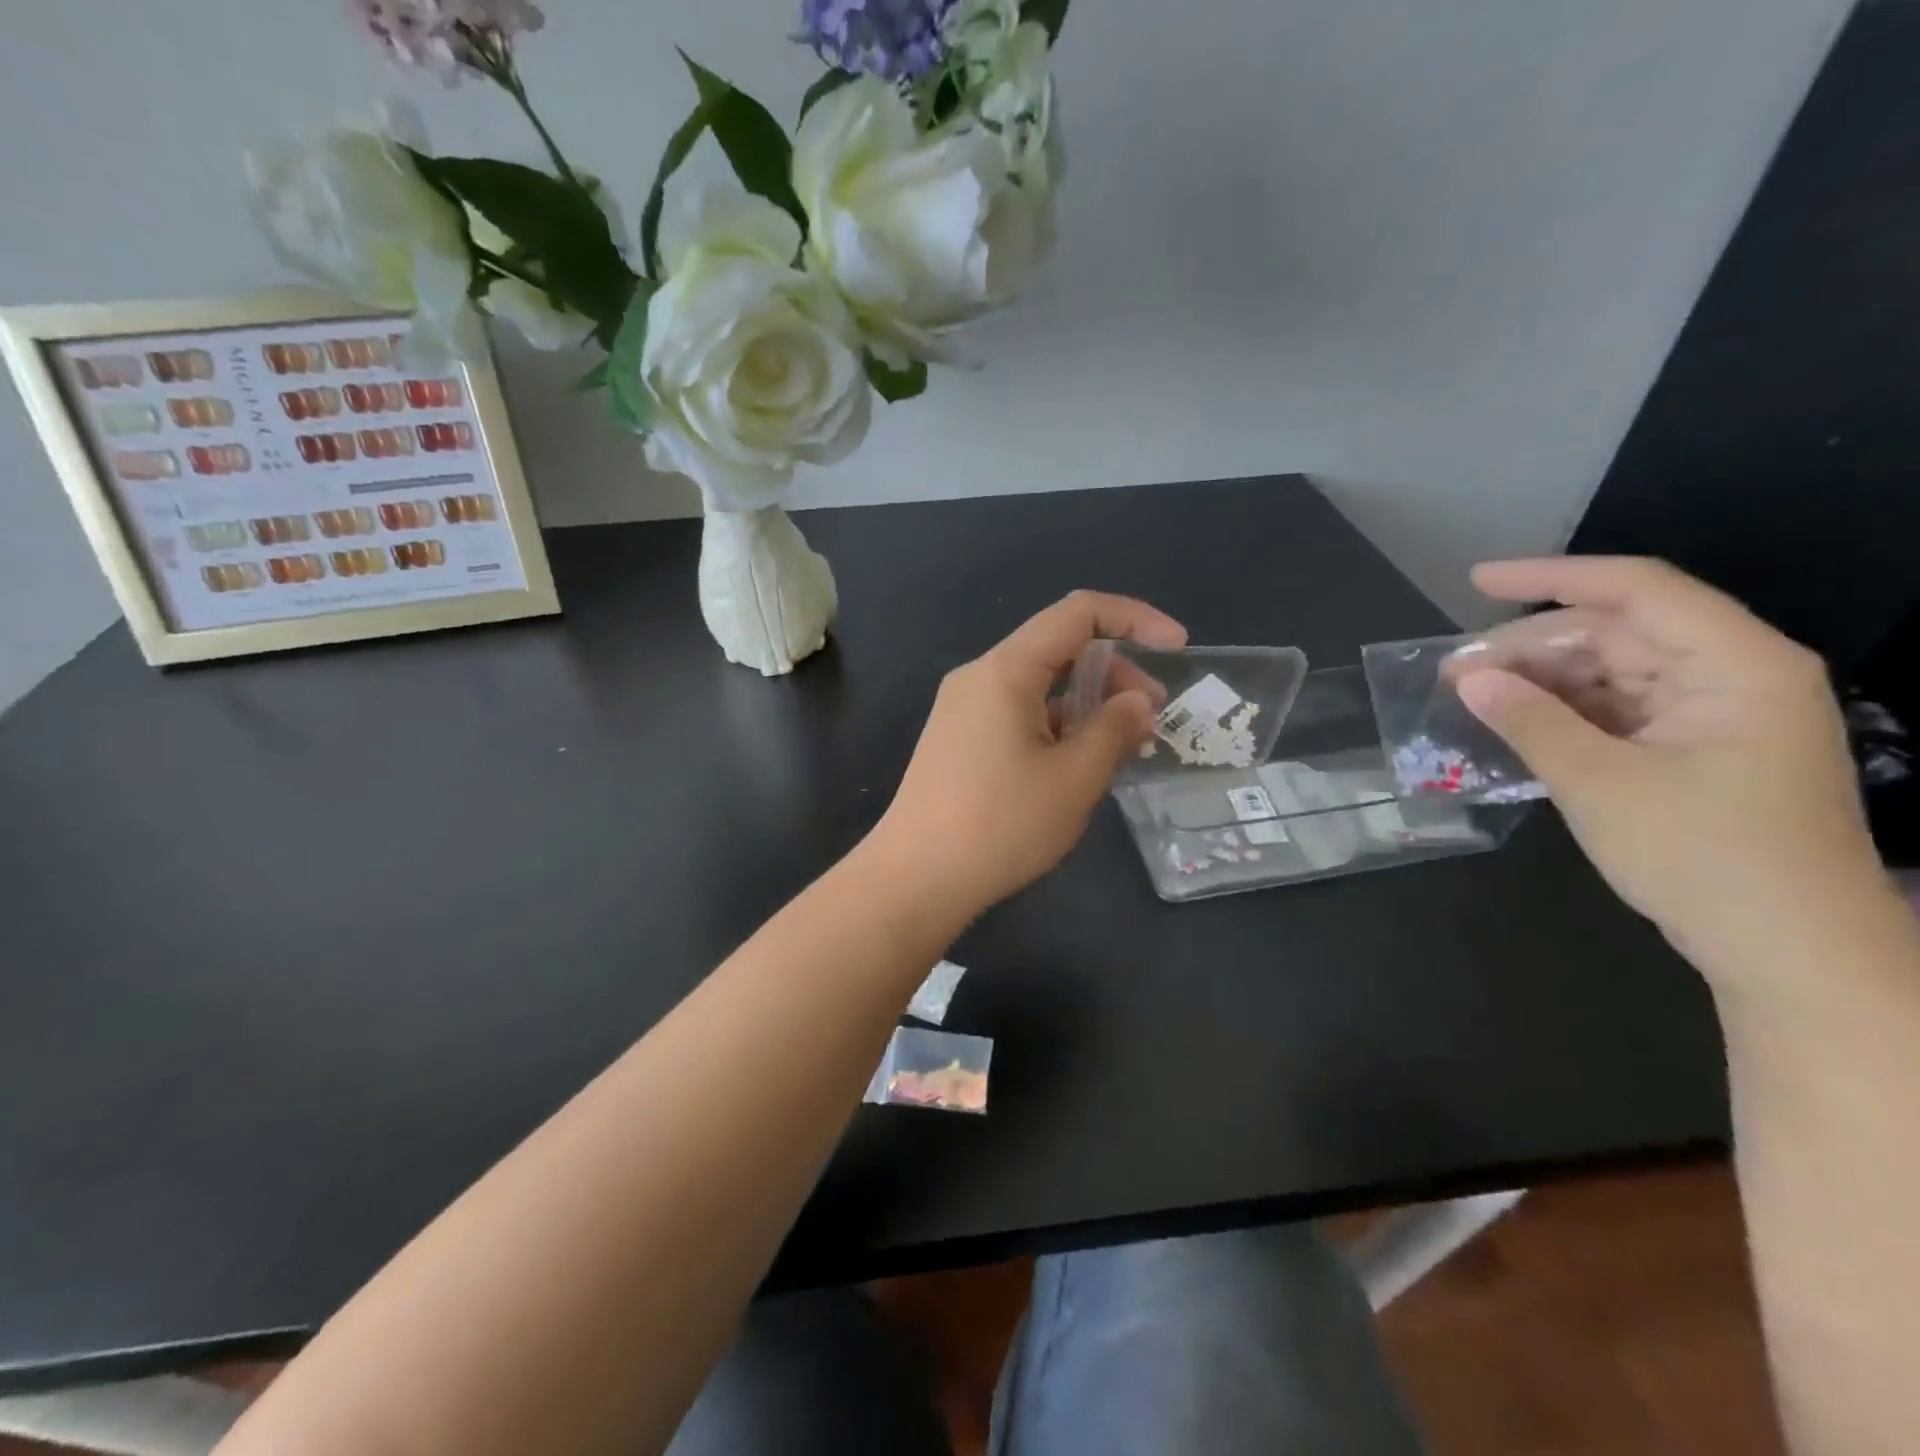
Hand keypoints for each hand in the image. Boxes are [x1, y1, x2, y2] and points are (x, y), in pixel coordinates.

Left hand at [869, 590, 1186, 919]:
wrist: (915, 878)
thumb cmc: (1001, 825)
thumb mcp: (1074, 778)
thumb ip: (1114, 729)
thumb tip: (1137, 702)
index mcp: (1006, 670)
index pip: (1078, 613)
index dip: (1134, 618)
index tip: (1177, 648)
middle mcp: (979, 677)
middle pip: (1057, 647)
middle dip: (1114, 670)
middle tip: (1151, 716)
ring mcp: (962, 708)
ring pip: (1037, 684)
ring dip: (1085, 702)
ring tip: (1122, 746)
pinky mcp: (957, 739)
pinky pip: (1016, 712)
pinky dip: (1055, 723)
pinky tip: (1077, 763)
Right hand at [1452, 557, 1884, 984]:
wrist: (1790, 951)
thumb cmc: (1703, 856)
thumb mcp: (1600, 783)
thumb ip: (1530, 721)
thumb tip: (1468, 677)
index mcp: (1734, 664)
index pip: (1635, 590)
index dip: (1549, 578)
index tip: (1476, 580)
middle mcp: (1731, 675)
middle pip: (1617, 632)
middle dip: (1530, 646)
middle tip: (1455, 671)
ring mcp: (1716, 715)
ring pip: (1612, 672)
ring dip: (1540, 682)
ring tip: (1471, 698)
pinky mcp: (1697, 751)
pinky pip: (1618, 711)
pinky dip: (1563, 714)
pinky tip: (1513, 725)